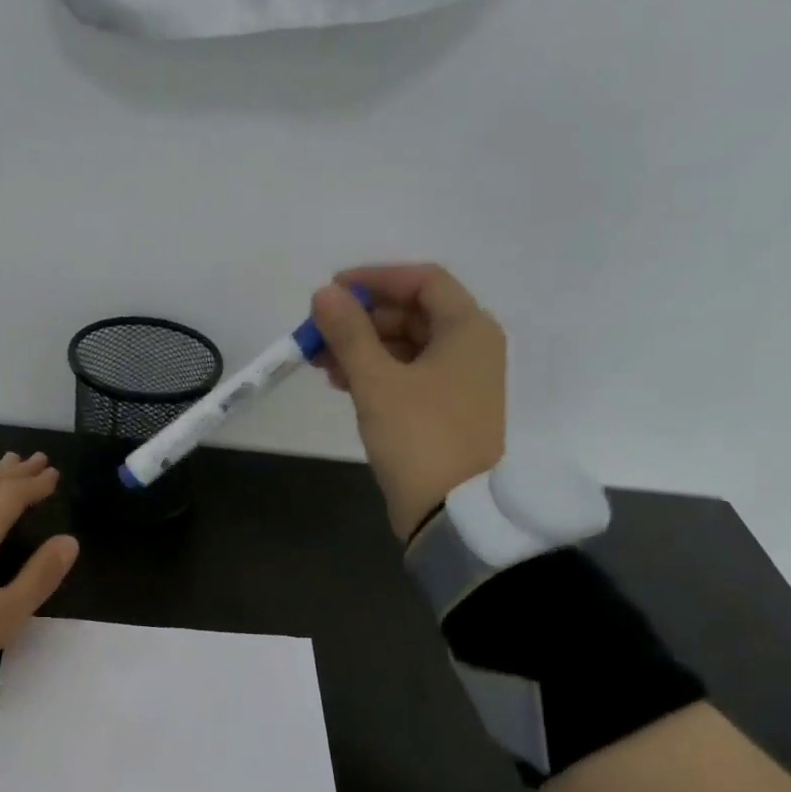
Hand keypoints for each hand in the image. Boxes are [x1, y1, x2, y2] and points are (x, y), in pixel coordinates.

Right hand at [310, 263, 506, 538]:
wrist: (450, 512)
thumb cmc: (418, 437)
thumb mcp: (377, 382)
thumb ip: (349, 333)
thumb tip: (324, 295)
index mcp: (468, 329)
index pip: (423, 280)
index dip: (375, 279)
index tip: (332, 291)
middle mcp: (471, 348)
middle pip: (413, 313)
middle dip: (362, 320)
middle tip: (318, 333)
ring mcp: (460, 382)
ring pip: (407, 347)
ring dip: (364, 348)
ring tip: (320, 362)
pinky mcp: (446, 410)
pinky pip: (409, 375)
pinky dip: (377, 373)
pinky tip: (342, 383)